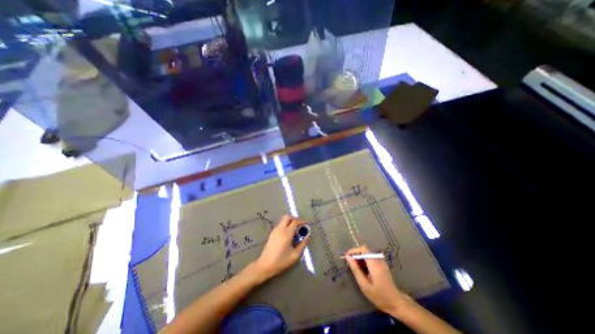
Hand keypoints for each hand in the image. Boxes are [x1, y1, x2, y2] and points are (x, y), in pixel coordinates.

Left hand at [251, 217, 310, 281]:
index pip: (295, 222)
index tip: (307, 224)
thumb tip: (307, 236)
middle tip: (300, 225)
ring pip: (283, 220)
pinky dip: (286, 225)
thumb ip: (302, 244)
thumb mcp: (295, 255)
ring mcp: (275, 230)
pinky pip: (280, 224)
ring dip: (290, 222)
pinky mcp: (272, 233)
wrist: (265, 265)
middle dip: (295, 218)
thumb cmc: (281, 261)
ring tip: (295, 231)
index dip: (302, 221)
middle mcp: (280, 229)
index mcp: (286, 234)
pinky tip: (288, 234)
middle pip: (287, 217)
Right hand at [345, 246, 409, 314]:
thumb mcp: (364, 285)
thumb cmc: (379, 296)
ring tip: (354, 265)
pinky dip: (364, 259)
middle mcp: (378, 260)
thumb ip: (355, 269)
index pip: (363, 249)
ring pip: (367, 253)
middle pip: (365, 250)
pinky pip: (371, 257)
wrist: (396, 303)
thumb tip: (347, 257)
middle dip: (356, 253)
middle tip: (349, 261)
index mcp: (374, 264)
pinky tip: (361, 268)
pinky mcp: (382, 264)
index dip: (354, 250)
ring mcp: (381, 261)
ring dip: (359, 256)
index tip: (347, 256)